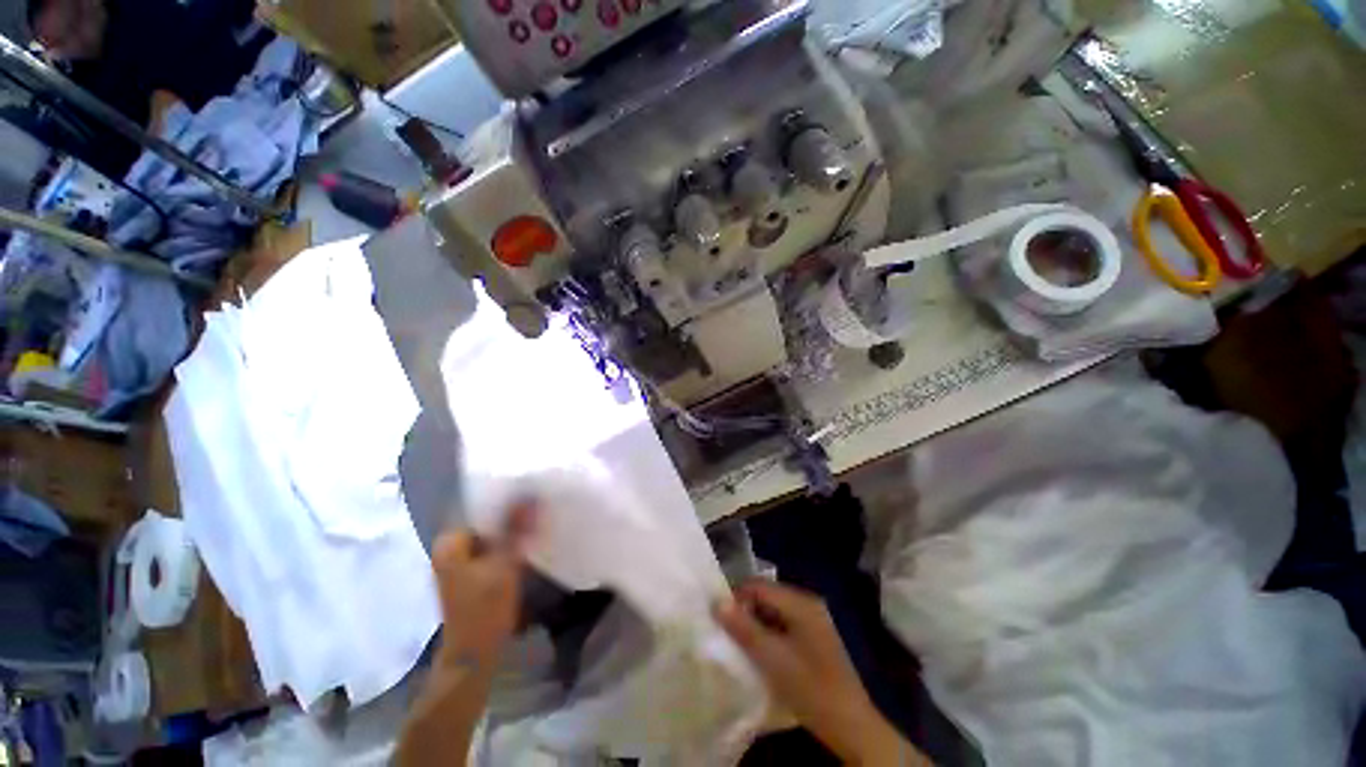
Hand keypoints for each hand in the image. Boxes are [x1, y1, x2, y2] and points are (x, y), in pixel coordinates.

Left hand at [430, 504, 533, 670]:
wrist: (474, 655)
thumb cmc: (484, 610)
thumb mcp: (504, 565)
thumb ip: (515, 529)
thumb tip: (530, 494)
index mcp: (450, 542)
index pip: (480, 506)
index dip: (507, 498)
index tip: (531, 490)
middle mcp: (450, 547)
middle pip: (486, 521)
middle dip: (511, 514)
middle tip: (539, 504)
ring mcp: (459, 561)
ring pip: (491, 535)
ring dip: (511, 530)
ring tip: (536, 519)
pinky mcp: (470, 573)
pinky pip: (492, 548)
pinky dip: (508, 544)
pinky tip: (527, 542)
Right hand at [716, 580, 927, 766]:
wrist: (851, 726)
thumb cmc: (810, 687)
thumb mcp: (772, 658)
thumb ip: (743, 628)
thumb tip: (716, 601)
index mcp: (801, 602)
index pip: (758, 586)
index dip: (737, 598)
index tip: (720, 620)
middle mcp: (808, 603)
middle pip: (767, 596)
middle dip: (746, 612)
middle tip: (730, 635)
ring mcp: (814, 620)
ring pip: (774, 611)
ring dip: (756, 624)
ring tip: (742, 646)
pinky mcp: (815, 638)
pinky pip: (784, 625)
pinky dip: (769, 634)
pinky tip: (763, 654)